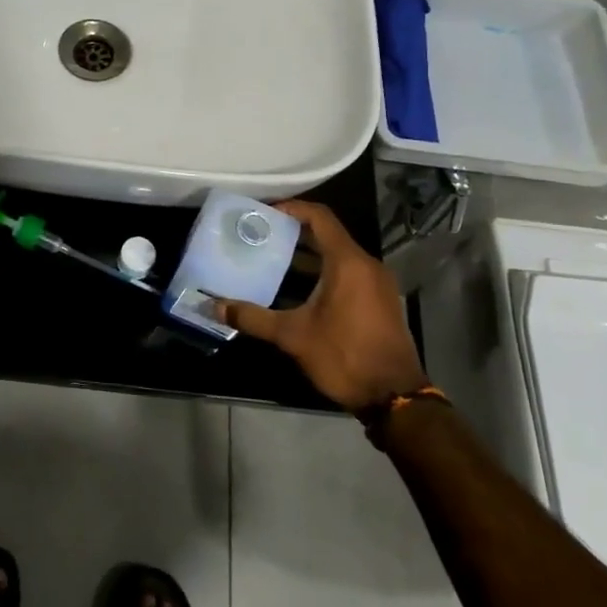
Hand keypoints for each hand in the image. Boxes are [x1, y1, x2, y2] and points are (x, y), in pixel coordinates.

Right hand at [215, 200, 426, 411]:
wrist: (394, 397)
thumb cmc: (344, 356)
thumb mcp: (293, 336)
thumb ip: (253, 317)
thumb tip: (212, 307)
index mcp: (348, 263)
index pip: (320, 217)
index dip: (292, 208)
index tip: (264, 212)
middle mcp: (366, 265)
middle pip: (328, 235)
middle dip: (294, 233)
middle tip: (260, 235)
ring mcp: (377, 284)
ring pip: (338, 256)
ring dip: (308, 255)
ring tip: (272, 259)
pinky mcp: (380, 301)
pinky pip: (348, 273)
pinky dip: (323, 272)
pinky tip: (298, 289)